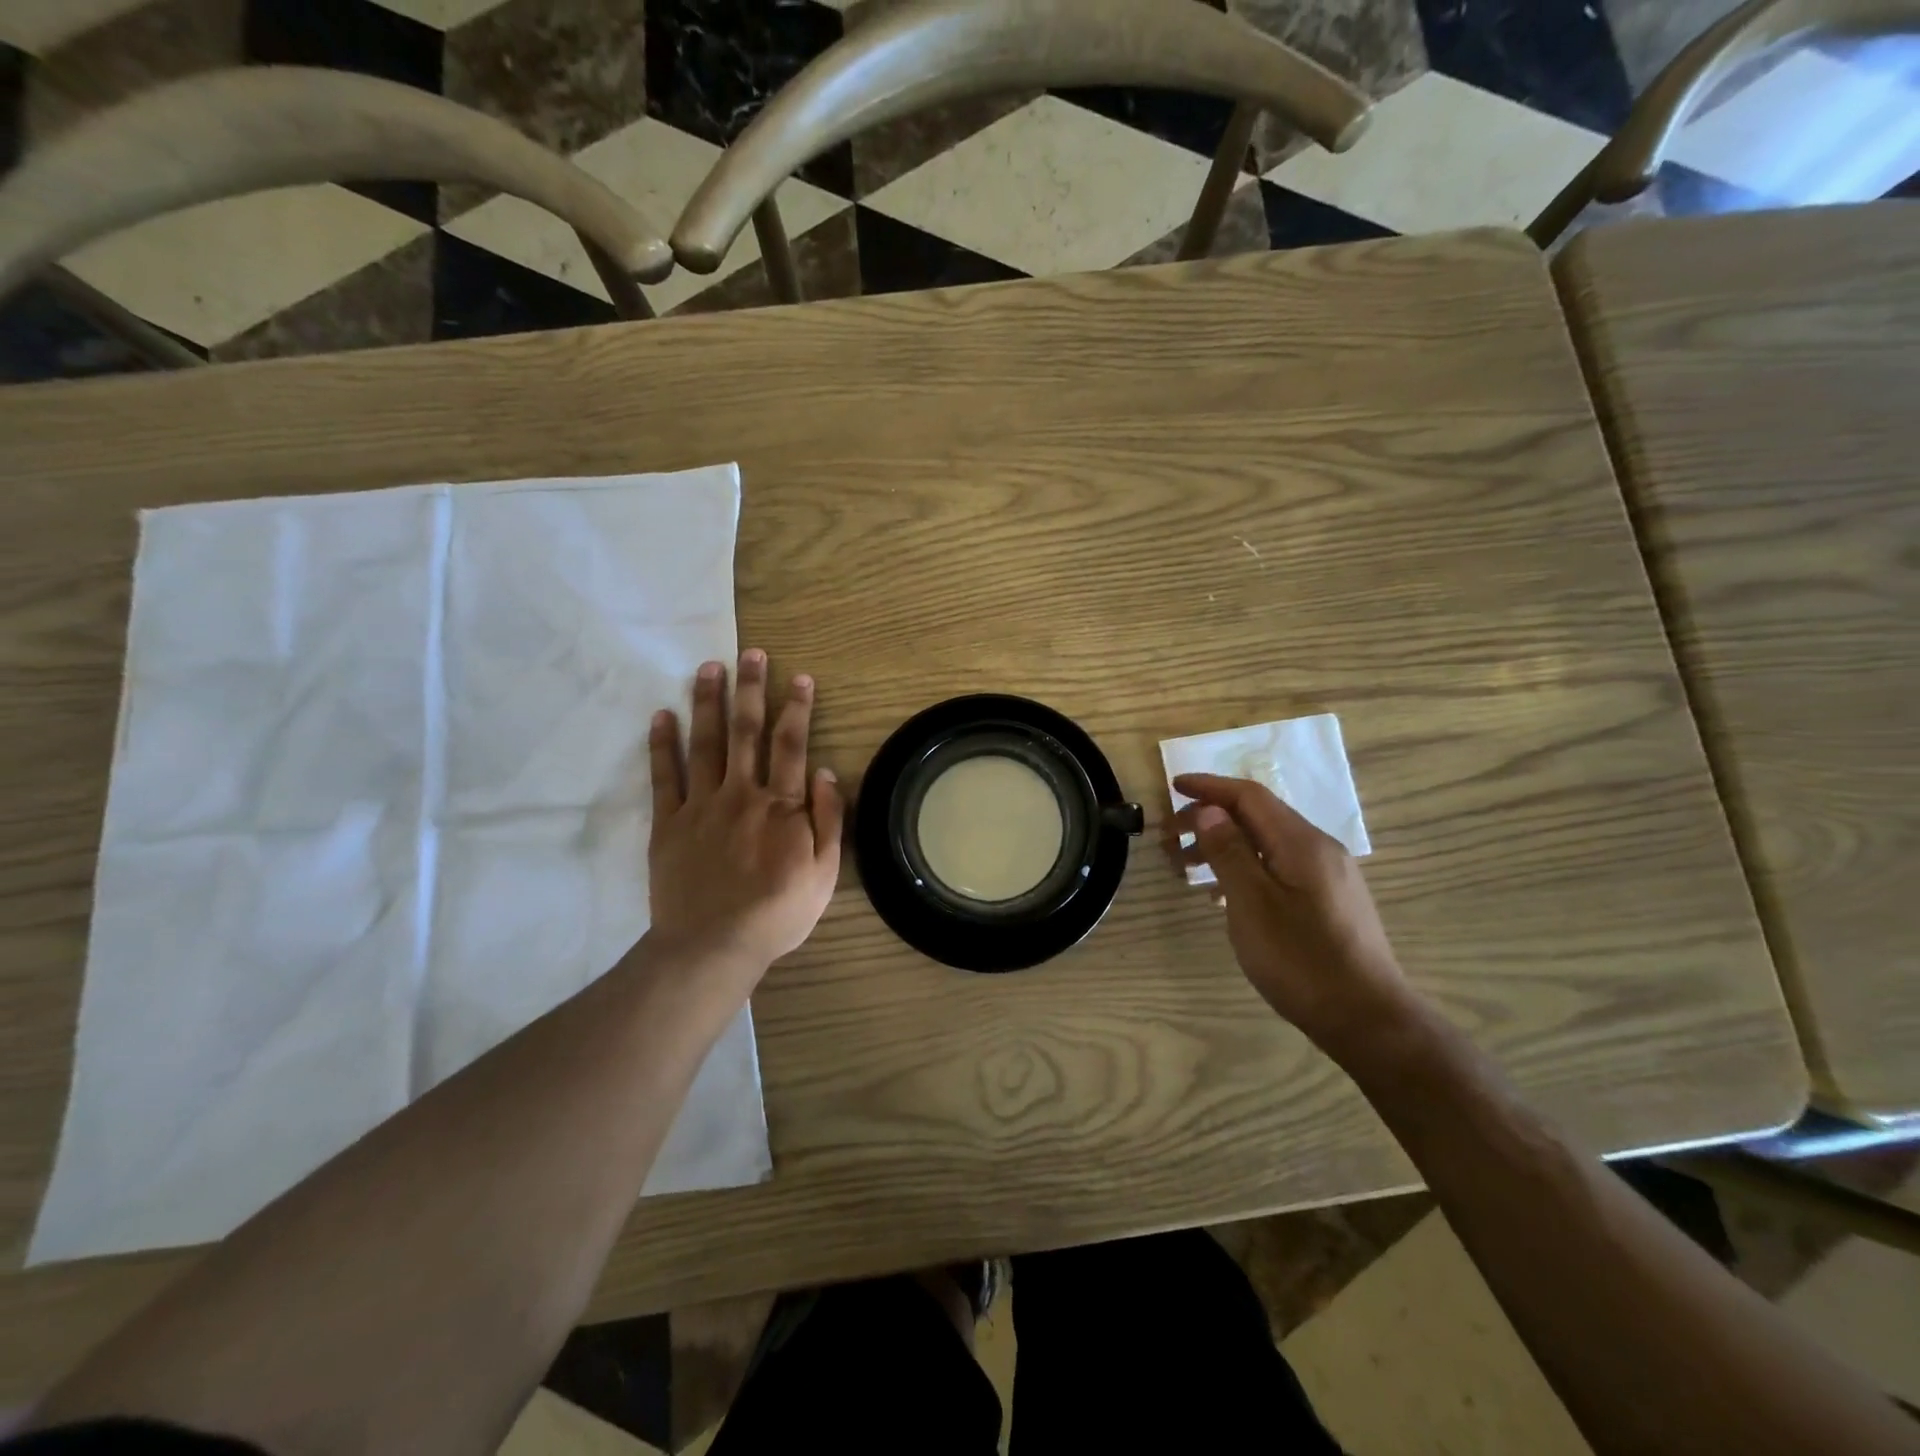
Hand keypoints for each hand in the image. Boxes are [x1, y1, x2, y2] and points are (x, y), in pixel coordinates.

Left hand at [647, 650, 843, 980]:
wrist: (713, 946)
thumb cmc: (778, 912)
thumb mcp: (824, 873)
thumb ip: (827, 820)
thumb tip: (823, 772)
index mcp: (781, 805)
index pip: (791, 744)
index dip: (797, 708)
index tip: (799, 677)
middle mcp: (741, 793)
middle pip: (746, 731)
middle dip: (750, 689)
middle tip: (749, 653)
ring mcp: (701, 806)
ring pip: (704, 743)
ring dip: (707, 702)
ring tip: (708, 667)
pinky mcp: (668, 823)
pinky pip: (663, 777)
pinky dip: (662, 744)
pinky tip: (661, 715)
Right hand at [1172, 773, 1411, 1058]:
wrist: (1367, 1020)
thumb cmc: (1301, 960)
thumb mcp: (1252, 904)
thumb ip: (1229, 852)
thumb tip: (1210, 810)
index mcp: (1302, 843)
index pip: (1250, 796)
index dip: (1209, 787)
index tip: (1173, 787)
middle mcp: (1319, 849)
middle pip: (1258, 817)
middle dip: (1211, 818)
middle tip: (1170, 837)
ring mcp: (1328, 876)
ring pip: (1267, 844)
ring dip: (1224, 846)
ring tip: (1187, 867)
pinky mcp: (1328, 901)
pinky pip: (1278, 867)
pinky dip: (1245, 868)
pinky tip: (1223, 895)